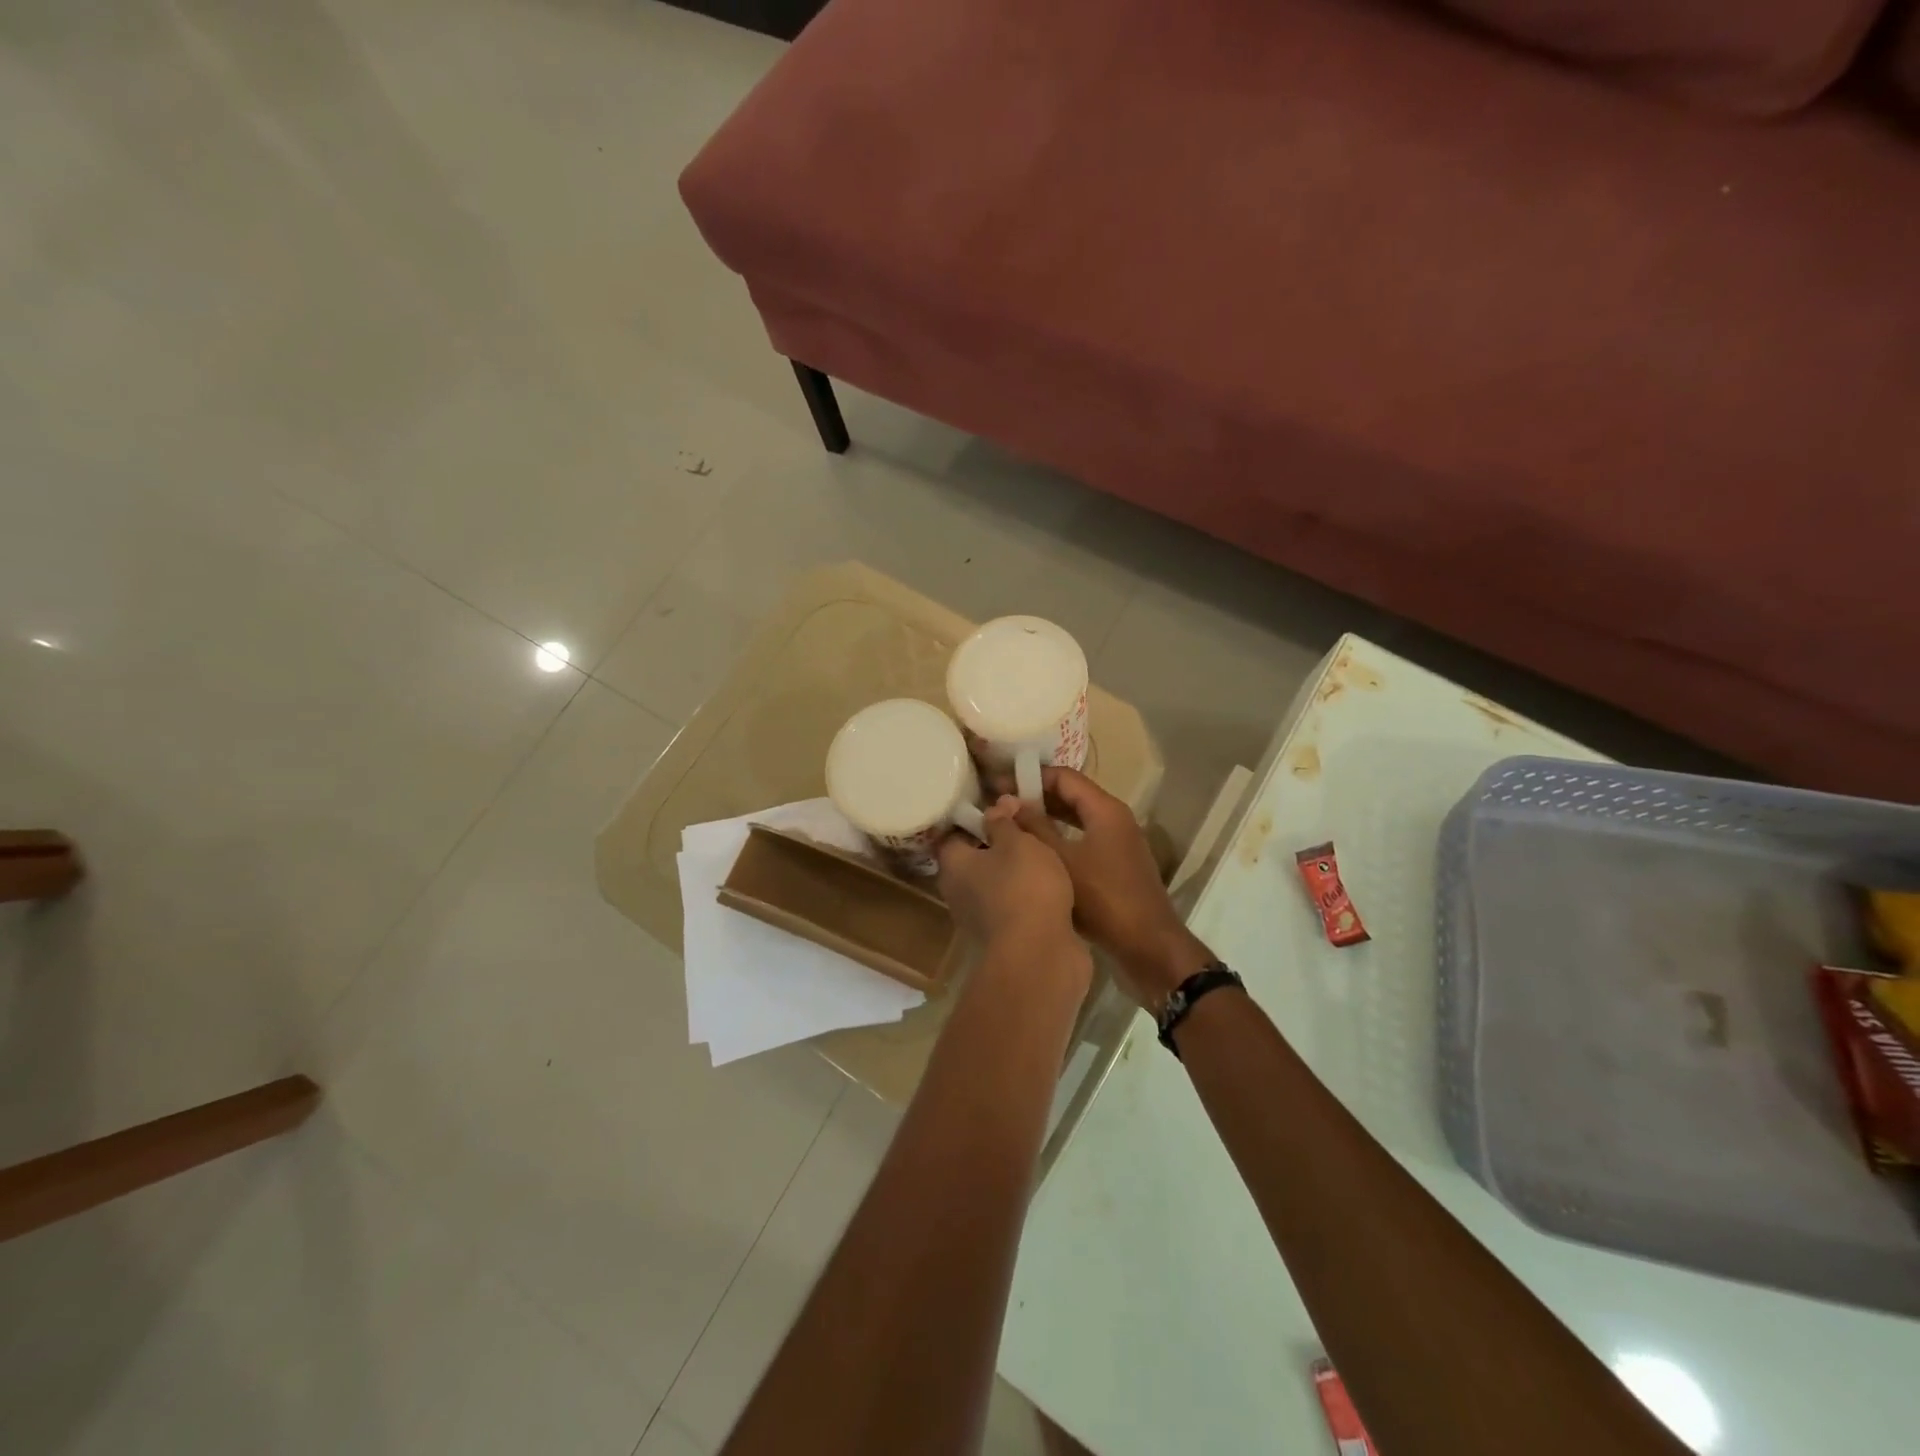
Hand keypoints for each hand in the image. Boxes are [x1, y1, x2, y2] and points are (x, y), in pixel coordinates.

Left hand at [936, 797, 1077, 955]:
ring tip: (1045, 850)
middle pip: (975, 859)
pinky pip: (1015, 905)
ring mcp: (982, 918)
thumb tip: (996, 805)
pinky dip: (1029, 894)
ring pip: (997, 883)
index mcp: (953, 866)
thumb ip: (1005, 822)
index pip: (953, 834)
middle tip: (1027, 824)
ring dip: (1017, 871)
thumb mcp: (1018, 843)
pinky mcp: (1006, 936)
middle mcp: (959, 892)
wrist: (1040, 956)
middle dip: (999, 843)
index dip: (974, 818)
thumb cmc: (1024, 888)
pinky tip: (1052, 883)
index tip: (1000, 805)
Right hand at [1008, 768, 1212, 1010]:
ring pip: (1076, 820)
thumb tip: (1006, 802)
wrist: (1147, 946)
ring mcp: (1118, 843)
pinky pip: (1082, 840)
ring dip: (1045, 820)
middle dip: (1035, 798)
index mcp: (1106, 810)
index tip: (999, 784)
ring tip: (1010, 827)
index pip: (1064, 777)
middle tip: (999, 805)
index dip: (1031, 776)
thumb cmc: (1103, 899)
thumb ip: (1034, 828)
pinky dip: (1058, 840)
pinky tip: (1034, 854)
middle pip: (1071, 796)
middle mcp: (1115, 819)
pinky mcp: (1116, 866)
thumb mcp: (1061, 861)